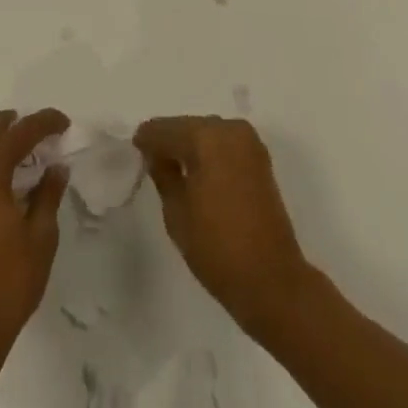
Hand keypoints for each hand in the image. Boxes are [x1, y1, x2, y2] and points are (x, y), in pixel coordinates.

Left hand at [0, 108, 70, 353]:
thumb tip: (55, 167)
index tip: (64, 123)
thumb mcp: (41, 236)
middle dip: (16, 124)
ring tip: (23, 146)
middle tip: (42, 130)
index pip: (20, 132)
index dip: (44, 123)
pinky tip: (0, 174)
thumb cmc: (8, 280)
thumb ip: (48, 194)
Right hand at [134, 115, 313, 334]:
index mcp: (205, 137)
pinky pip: (225, 144)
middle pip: (188, 126)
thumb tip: (157, 155)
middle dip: (170, 141)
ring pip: (208, 133)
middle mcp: (229, 129)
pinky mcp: (260, 158)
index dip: (146, 139)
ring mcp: (249, 142)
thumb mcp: (176, 214)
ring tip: (174, 169)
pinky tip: (198, 173)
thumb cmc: (217, 249)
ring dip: (191, 146)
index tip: (134, 150)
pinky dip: (210, 153)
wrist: (272, 281)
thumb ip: (163, 175)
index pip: (165, 129)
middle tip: (152, 160)